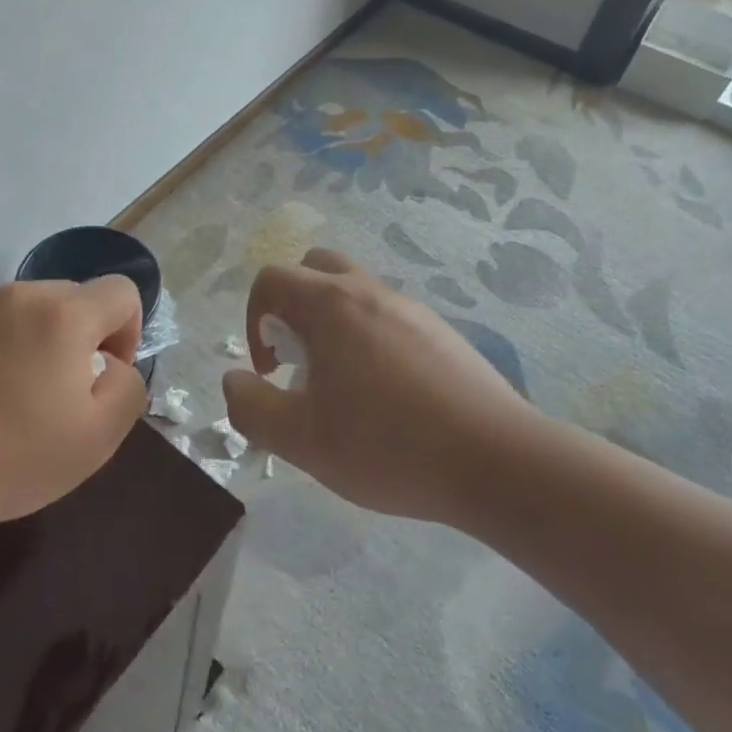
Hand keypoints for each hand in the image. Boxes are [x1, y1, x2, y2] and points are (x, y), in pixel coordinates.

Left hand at [0, 279, 147, 534]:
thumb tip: (111, 361)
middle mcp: (21, 292)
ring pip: (30, 304)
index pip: (121, 291)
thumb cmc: (15, 459)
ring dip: (37, 334)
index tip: (101, 377)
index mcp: (65, 315)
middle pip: (74, 296)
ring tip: (13, 387)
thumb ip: (128, 384)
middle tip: (58, 389)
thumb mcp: (100, 437)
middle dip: (80, 335)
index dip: (126, 332)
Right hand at [223, 248, 531, 523]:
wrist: (497, 461)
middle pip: (314, 270)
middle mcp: (370, 291)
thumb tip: (234, 380)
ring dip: (332, 326)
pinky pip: (388, 318)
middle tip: (301, 361)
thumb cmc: (388, 445)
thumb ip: (251, 407)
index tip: (271, 371)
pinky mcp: (442, 333)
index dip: (254, 321)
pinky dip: (369, 340)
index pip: (271, 280)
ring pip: (354, 293)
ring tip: (344, 388)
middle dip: (293, 308)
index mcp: (330, 304)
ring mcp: (411, 309)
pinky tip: (388, 398)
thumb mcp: (301, 439)